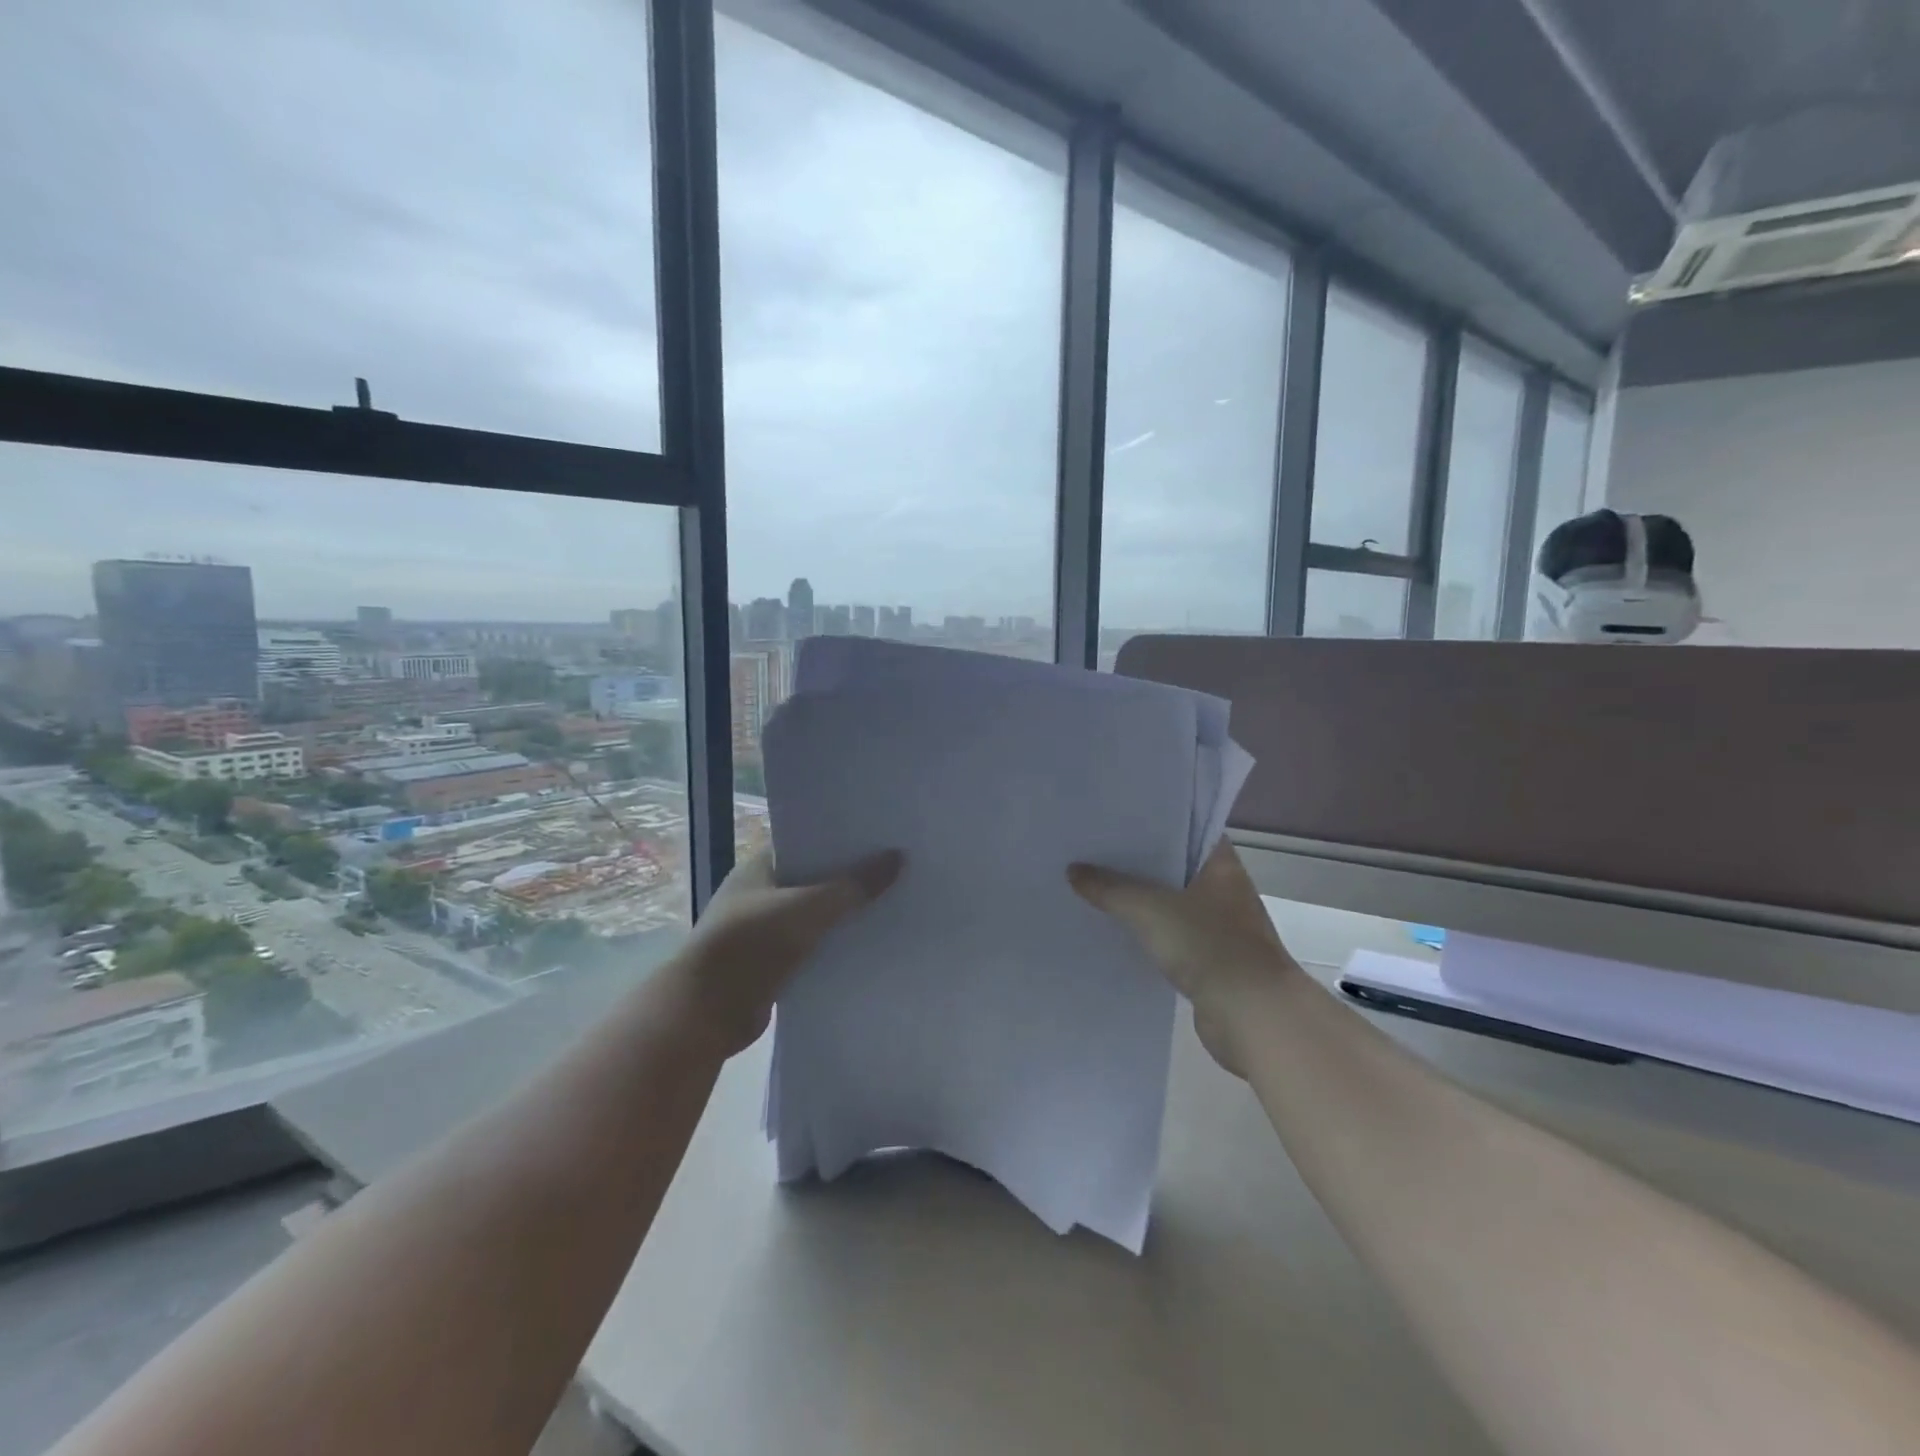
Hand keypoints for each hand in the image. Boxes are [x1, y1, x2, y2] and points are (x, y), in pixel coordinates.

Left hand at [670, 846, 902, 1056]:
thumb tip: (898, 858)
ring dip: (846, 914)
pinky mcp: (773, 964)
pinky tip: (871, 943)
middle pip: (815, 878)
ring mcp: (765, 930)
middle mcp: (762, 893)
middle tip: (898, 868)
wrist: (704, 1014)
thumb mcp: (807, 909)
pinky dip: (836, 945)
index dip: (842, 838)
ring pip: (816, 914)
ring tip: (894, 903)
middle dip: (851, 876)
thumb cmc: (750, 945)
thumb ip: (853, 886)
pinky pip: (814, 946)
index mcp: (760, 867)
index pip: (806, 841)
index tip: (881, 835)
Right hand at [1068, 840, 1294, 1075]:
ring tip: (1099, 888)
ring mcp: (1221, 927)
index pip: (1188, 829)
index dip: (1155, 824)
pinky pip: (1173, 936)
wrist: (1251, 1014)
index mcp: (1221, 865)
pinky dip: (1151, 934)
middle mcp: (1226, 890)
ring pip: (1173, 904)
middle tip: (1096, 852)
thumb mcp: (1148, 908)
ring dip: (1144, 901)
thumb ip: (1110, 888)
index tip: (1119, 821)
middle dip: (1140, 863)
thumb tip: (1073, 870)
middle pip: (1176, 867)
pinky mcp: (1212, 961)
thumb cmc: (1208, 944)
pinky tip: (1119, 931)